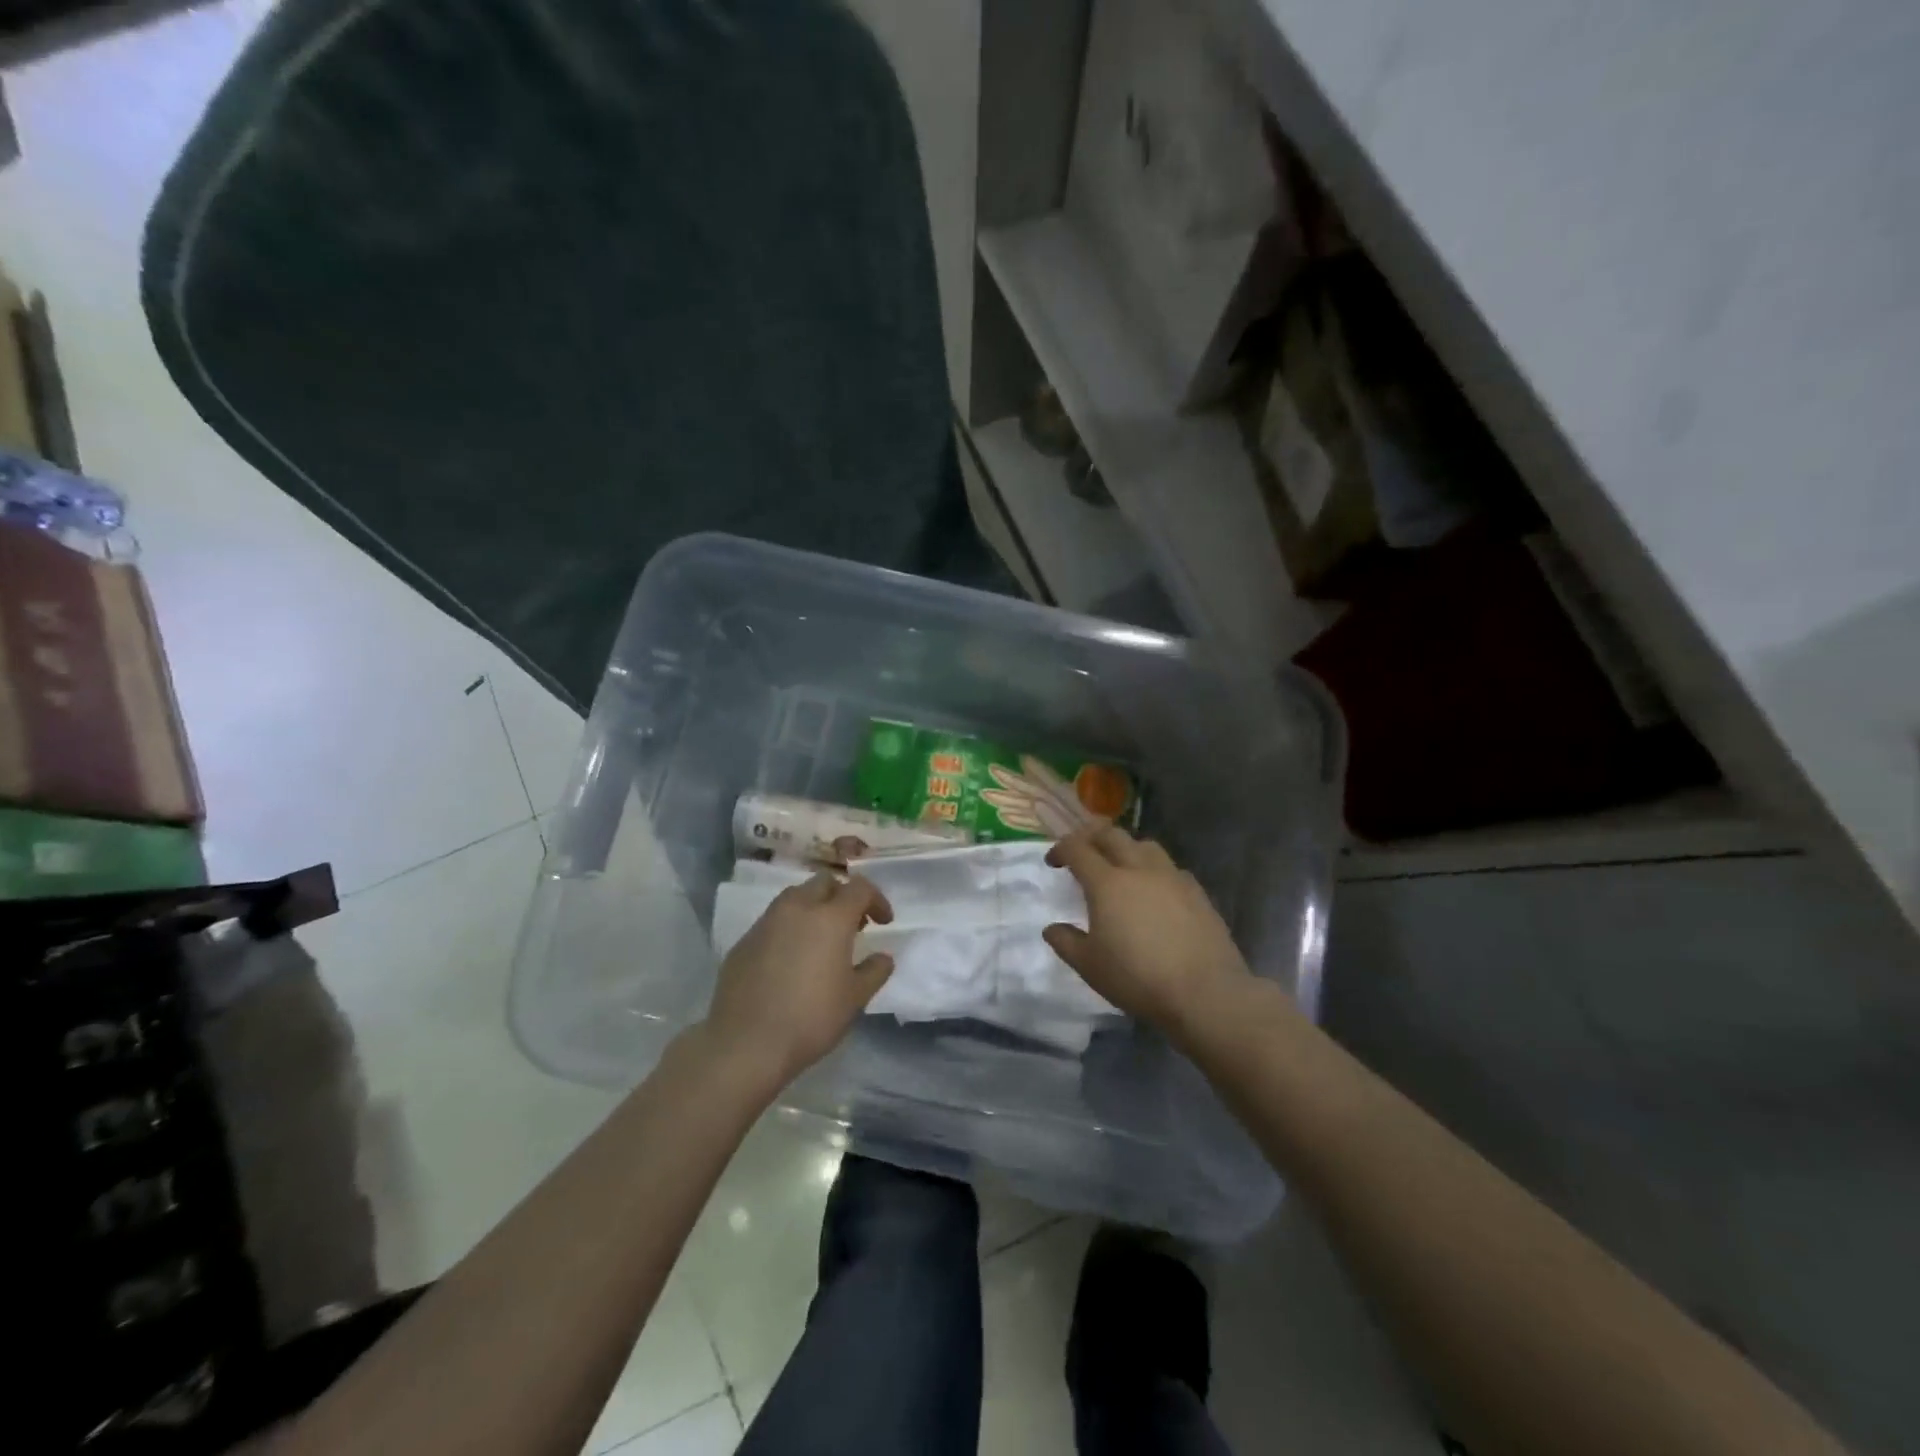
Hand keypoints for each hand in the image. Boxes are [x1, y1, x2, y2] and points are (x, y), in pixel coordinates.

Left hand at [704, 872, 894, 1087]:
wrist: (745, 1044)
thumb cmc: (810, 1018)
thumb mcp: (855, 999)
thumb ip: (874, 971)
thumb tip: (883, 957)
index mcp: (830, 918)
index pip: (859, 888)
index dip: (876, 900)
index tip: (883, 922)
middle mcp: (797, 909)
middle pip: (824, 883)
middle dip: (842, 896)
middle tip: (852, 925)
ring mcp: (766, 922)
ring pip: (795, 897)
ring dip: (814, 908)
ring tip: (821, 939)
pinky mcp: (744, 941)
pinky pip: (773, 921)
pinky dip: (789, 928)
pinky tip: (791, 959)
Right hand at [1043, 825, 1253, 1036]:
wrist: (1205, 992)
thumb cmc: (1138, 978)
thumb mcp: (1090, 967)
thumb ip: (1066, 942)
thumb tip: (1052, 929)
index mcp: (1107, 883)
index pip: (1077, 849)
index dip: (1061, 849)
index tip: (1053, 862)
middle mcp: (1139, 869)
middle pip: (1111, 835)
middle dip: (1091, 837)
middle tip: (1082, 852)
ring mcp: (1172, 877)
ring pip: (1144, 845)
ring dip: (1125, 848)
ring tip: (1120, 867)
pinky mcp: (1197, 891)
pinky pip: (1170, 868)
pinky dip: (1154, 870)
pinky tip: (1155, 891)